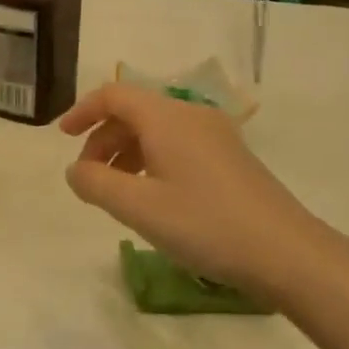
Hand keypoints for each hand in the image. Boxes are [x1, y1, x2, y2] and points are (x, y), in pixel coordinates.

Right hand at [60, 83, 328, 296]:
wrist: (287, 253)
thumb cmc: (206, 224)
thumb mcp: (138, 208)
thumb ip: (95, 183)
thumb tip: (75, 169)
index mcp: (166, 118)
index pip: (114, 95)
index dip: (83, 111)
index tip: (62, 137)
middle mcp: (191, 116)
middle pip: (134, 112)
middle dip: (103, 139)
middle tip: (88, 178)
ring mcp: (215, 136)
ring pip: (156, 131)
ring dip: (127, 153)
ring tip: (116, 193)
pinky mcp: (230, 159)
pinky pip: (178, 146)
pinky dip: (152, 162)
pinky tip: (153, 198)